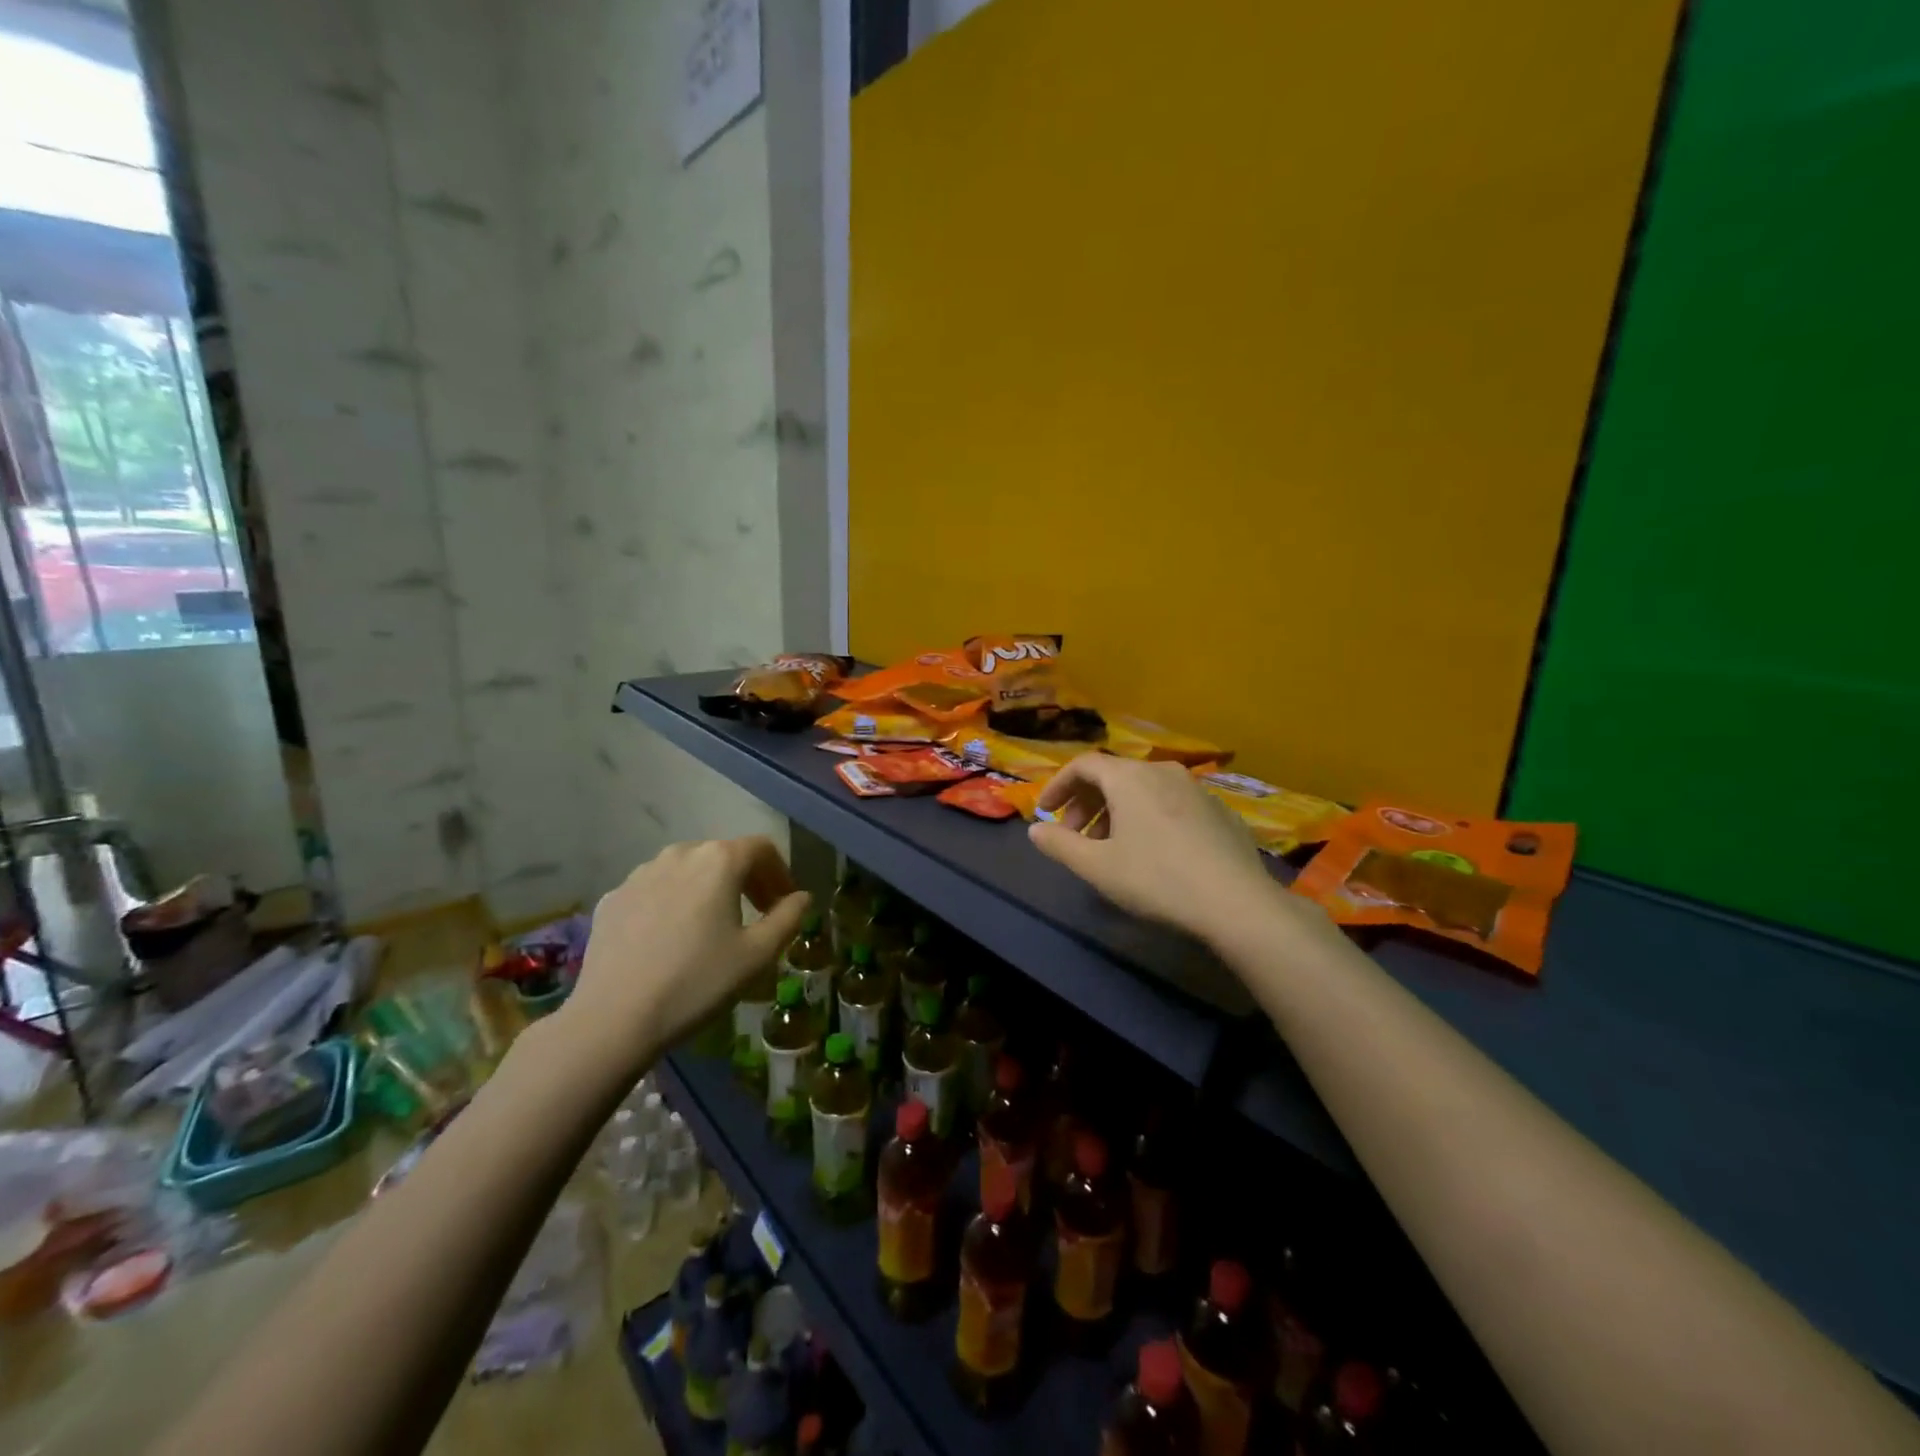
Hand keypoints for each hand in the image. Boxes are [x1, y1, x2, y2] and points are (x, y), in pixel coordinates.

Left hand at [559, 837, 810, 1079]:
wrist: (613, 1019)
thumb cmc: (697, 982)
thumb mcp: (757, 955)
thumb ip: (788, 918)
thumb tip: (801, 897)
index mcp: (719, 860)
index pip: (762, 848)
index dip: (780, 873)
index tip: (784, 903)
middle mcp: (679, 854)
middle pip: (724, 855)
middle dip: (746, 880)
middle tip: (756, 915)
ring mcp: (640, 874)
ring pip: (687, 870)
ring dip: (708, 889)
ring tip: (712, 926)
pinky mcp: (613, 898)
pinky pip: (654, 890)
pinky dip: (672, 903)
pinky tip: (670, 939)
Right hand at [1030, 756, 1310, 948]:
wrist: (1236, 902)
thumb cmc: (1156, 879)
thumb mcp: (1097, 867)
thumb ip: (1059, 844)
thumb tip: (1035, 830)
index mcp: (1129, 777)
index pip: (1083, 765)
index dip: (1058, 786)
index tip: (1045, 812)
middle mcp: (1162, 771)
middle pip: (1114, 775)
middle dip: (1086, 803)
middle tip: (1075, 836)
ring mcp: (1196, 789)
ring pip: (1144, 789)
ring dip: (1117, 811)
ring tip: (1111, 847)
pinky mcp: (1219, 810)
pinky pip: (1171, 803)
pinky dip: (1149, 817)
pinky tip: (1154, 852)